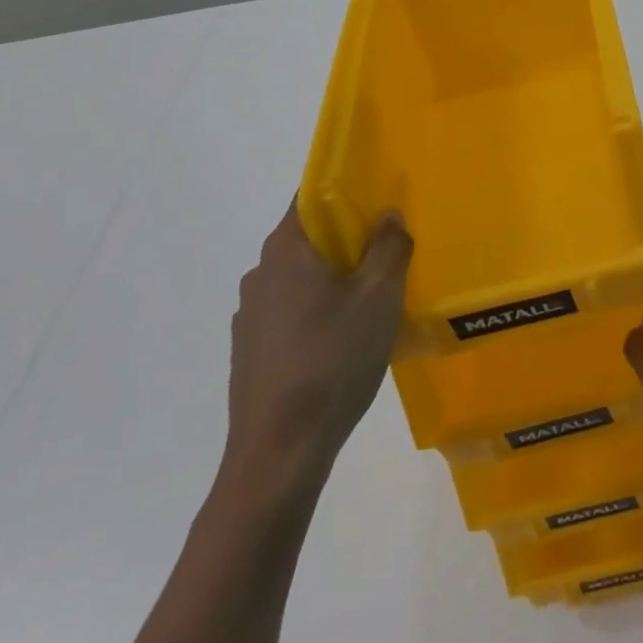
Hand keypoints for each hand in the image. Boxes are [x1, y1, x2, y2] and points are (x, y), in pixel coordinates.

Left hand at [220, 201, 412, 506]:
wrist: (279, 454)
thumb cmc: (333, 360)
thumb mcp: (380, 296)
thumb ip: (389, 246)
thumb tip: (387, 215)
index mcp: (287, 249)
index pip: (312, 194)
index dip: (347, 188)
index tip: (380, 197)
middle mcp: (261, 272)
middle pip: (310, 235)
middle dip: (349, 236)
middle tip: (390, 249)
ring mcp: (252, 314)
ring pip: (302, 276)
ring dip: (335, 277)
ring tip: (374, 298)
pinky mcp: (251, 350)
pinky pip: (292, 311)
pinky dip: (319, 310)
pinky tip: (345, 339)